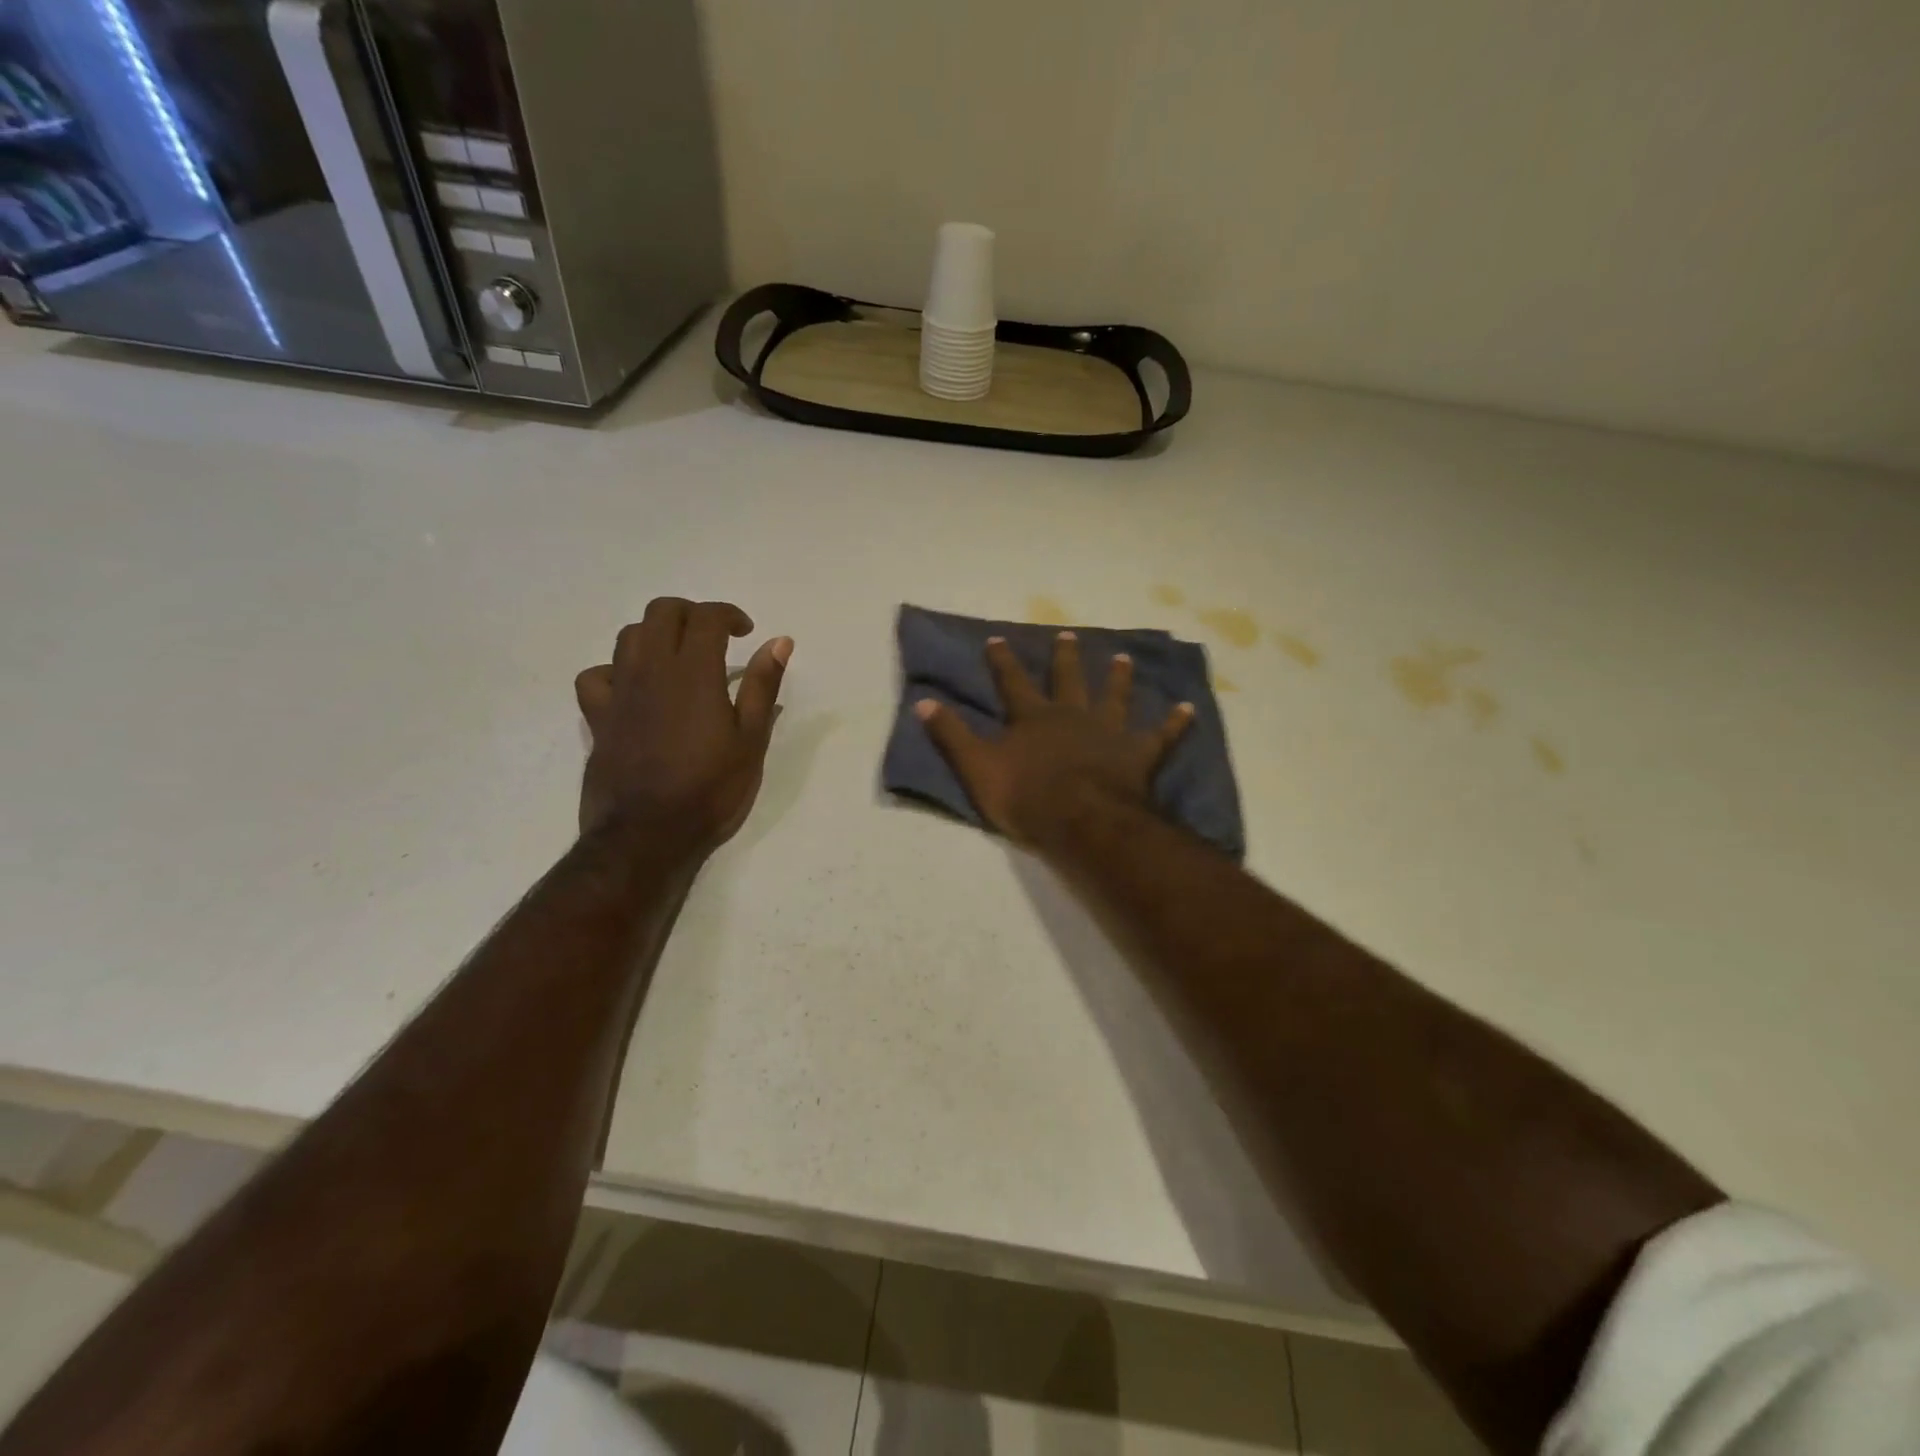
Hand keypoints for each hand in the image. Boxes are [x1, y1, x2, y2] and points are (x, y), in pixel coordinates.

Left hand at [573, 598, 791, 852]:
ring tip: (677, 659)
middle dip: (691, 614)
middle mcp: (651, 669)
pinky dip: (616, 670)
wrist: (647, 834)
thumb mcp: (750, 740)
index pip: (707, 617)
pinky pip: (596, 675)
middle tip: (714, 638)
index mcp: (694, 672)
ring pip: (628, 635)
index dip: (729, 615)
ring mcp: (619, 691)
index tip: (746, 632)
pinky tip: (633, 688)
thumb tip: (779, 641)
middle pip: (662, 612)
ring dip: (656, 635)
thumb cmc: (710, 789)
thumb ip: (762, 686)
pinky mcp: (598, 716)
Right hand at [916, 631, 1193, 849]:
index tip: (997, 638)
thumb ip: (951, 735)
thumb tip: (922, 702)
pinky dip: (1174, 723)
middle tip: (1067, 635)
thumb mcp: (977, 767)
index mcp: (1033, 718)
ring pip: (1114, 697)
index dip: (1003, 661)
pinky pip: (1160, 736)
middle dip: (1065, 657)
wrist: (1081, 820)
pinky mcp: (1137, 754)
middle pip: (1068, 680)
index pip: (1013, 681)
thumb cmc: (1026, 797)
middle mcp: (1072, 715)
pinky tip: (1187, 708)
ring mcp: (1108, 732)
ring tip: (1124, 658)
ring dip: (1117, 678)